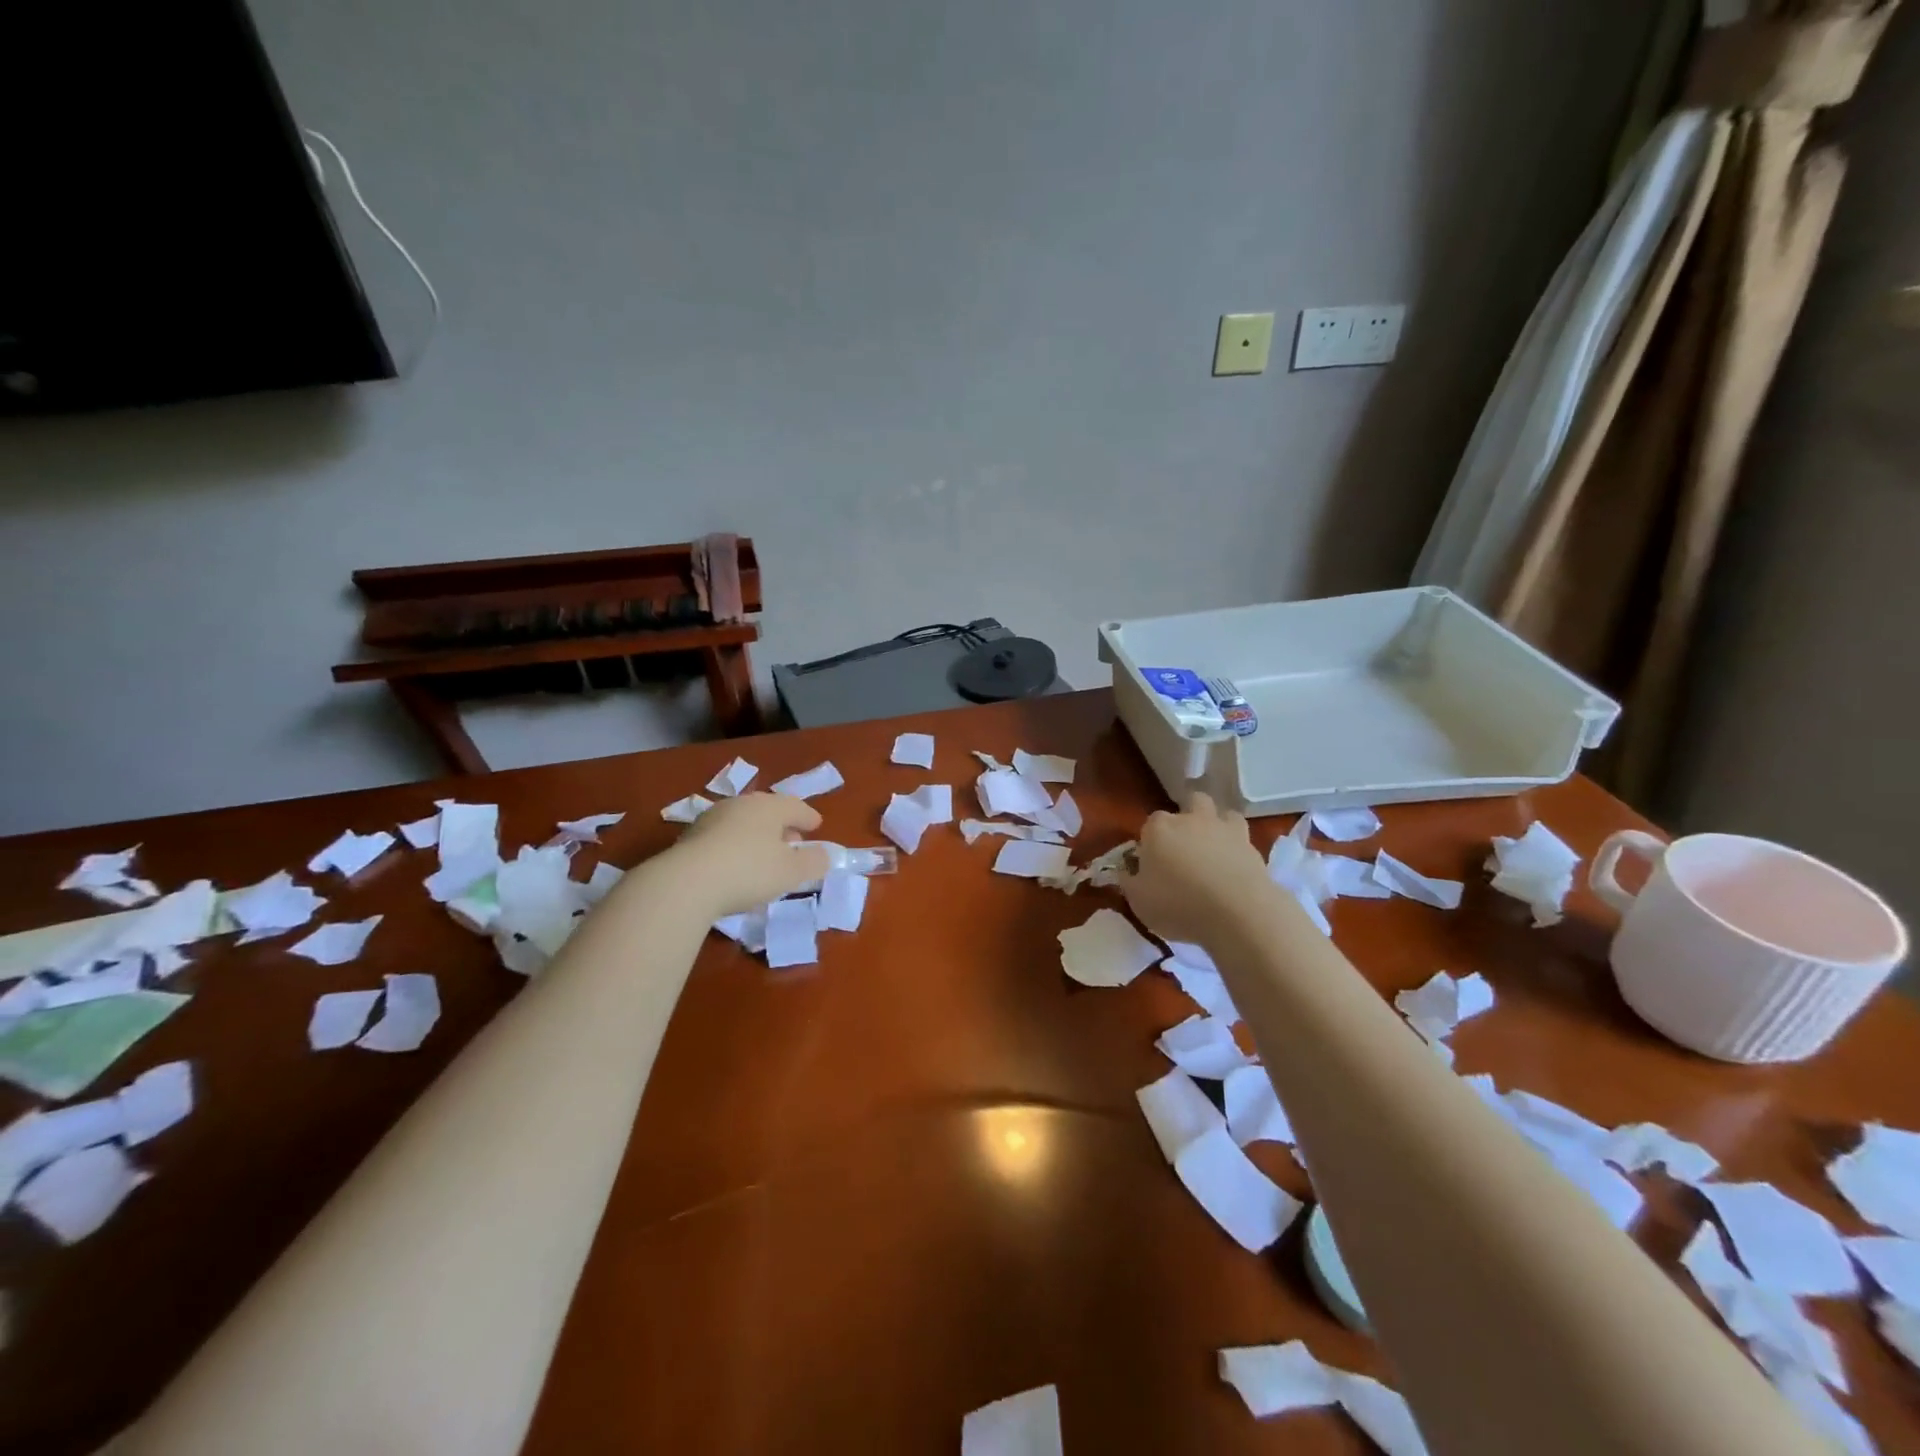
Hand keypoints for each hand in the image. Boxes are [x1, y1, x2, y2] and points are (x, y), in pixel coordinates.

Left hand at [665, 794, 831, 917]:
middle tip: (792, 841)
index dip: (808, 817)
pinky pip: (723, 837)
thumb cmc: (749, 871)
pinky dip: (735, 846)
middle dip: (782, 825)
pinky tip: (736, 865)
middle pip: (767, 811)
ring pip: (743, 823)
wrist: (685, 884)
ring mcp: (711, 819)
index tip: (816, 826)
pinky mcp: (690, 838)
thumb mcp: (792, 872)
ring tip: (764, 855)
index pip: (795, 806)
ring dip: (757, 836)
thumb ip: (813, 862)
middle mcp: (740, 804)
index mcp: (769, 806)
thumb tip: (823, 855)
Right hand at [1122, 792, 1272, 943]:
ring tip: (1214, 850)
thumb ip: (1129, 881)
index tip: (1151, 862)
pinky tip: (1235, 869)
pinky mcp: (1254, 848)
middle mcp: (1192, 820)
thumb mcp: (1138, 900)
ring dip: (1219, 826)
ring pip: (1224, 813)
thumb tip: (1127, 871)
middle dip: (1189, 816)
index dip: (1151, 840)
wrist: (1238, 913)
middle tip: (1185, 845)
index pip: (1150, 823)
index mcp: (1159, 828)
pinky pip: (1244, 840)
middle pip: (1191, 802)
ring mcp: (1226, 830)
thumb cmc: (1177, 904)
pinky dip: (1238, 850)